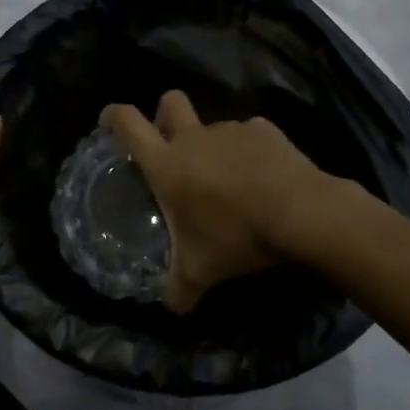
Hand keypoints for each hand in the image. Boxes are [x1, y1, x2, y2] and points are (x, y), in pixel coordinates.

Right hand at [101, 91, 330, 314]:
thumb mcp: (201, 272)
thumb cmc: (237, 236)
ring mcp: (231, 129)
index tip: (109, 120)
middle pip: (170, 102)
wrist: (300, 212)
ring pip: (213, 126)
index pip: (128, 123)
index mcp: (168, 164)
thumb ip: (179, 290)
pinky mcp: (264, 130)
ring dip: (214, 145)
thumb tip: (172, 307)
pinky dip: (250, 152)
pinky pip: (249, 135)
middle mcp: (195, 138)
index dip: (114, 115)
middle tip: (170, 143)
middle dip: (164, 114)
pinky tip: (263, 178)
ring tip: (231, 181)